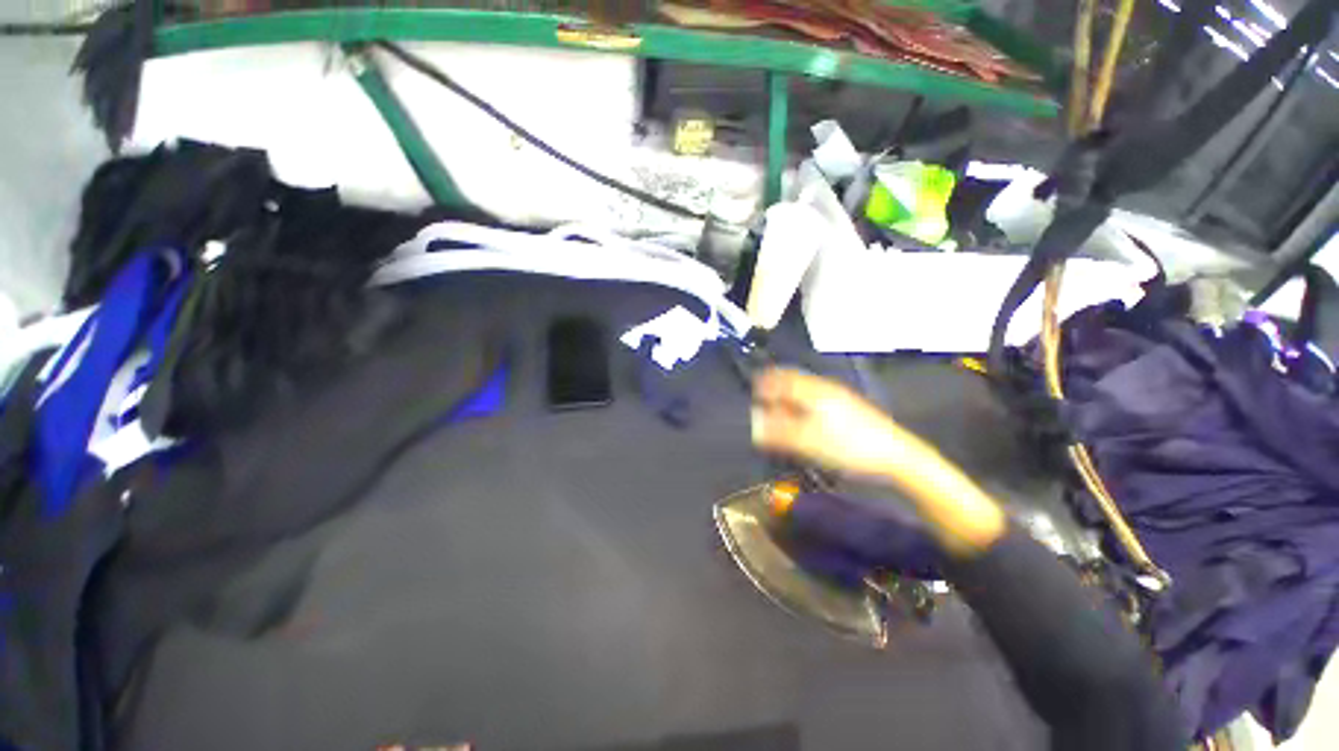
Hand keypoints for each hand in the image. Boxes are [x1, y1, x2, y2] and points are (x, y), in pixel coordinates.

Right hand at [752, 367, 1006, 554]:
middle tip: (765, 400)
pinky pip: (818, 400)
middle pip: (795, 383)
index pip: (784, 380)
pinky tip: (805, 420)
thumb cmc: (851, 448)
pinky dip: (804, 405)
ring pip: (807, 391)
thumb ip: (780, 434)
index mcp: (815, 392)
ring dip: (791, 398)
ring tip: (781, 412)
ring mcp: (840, 398)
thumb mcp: (810, 443)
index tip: (755, 390)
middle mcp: (826, 389)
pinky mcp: (849, 408)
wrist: (898, 456)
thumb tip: (755, 427)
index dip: (767, 384)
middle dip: (778, 389)